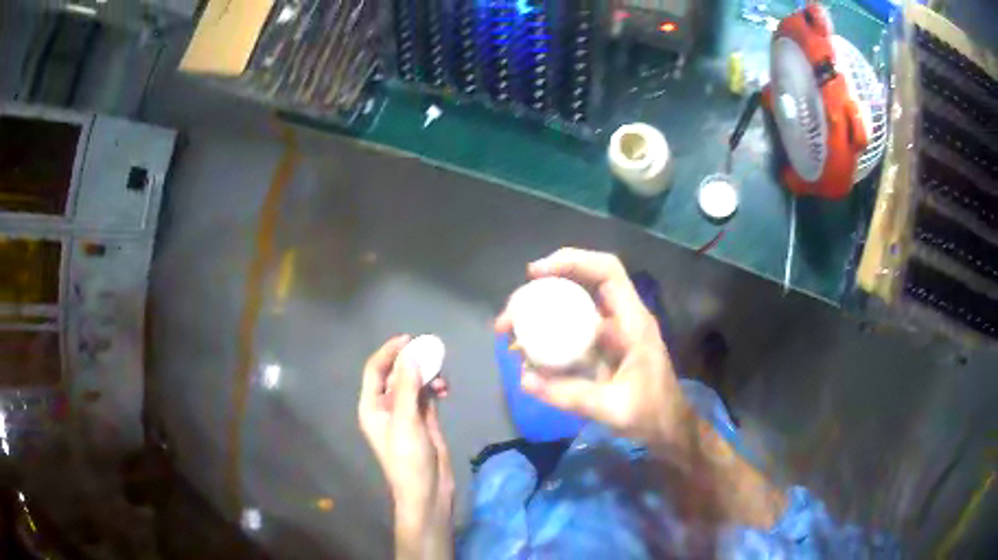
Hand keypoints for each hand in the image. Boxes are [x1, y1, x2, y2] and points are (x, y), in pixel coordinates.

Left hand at [358, 336, 453, 554]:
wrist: (427, 491)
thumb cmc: (408, 458)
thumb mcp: (405, 421)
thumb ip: (407, 388)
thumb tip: (411, 356)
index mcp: (371, 406)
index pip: (375, 370)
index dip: (389, 352)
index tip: (409, 339)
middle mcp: (386, 406)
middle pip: (396, 373)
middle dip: (412, 361)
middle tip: (433, 352)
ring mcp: (406, 413)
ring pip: (414, 383)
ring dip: (427, 375)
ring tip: (443, 378)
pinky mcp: (423, 420)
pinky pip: (427, 394)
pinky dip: (436, 388)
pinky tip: (446, 390)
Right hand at [498, 249, 786, 527]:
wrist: (669, 430)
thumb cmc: (652, 415)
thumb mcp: (613, 408)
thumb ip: (570, 394)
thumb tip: (524, 379)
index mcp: (633, 322)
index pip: (607, 271)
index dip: (572, 262)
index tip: (535, 274)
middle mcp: (622, 319)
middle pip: (582, 285)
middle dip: (542, 292)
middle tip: (510, 316)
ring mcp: (612, 333)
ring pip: (573, 307)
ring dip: (540, 313)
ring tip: (510, 333)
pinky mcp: (603, 348)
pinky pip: (572, 331)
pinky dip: (547, 336)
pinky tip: (527, 353)